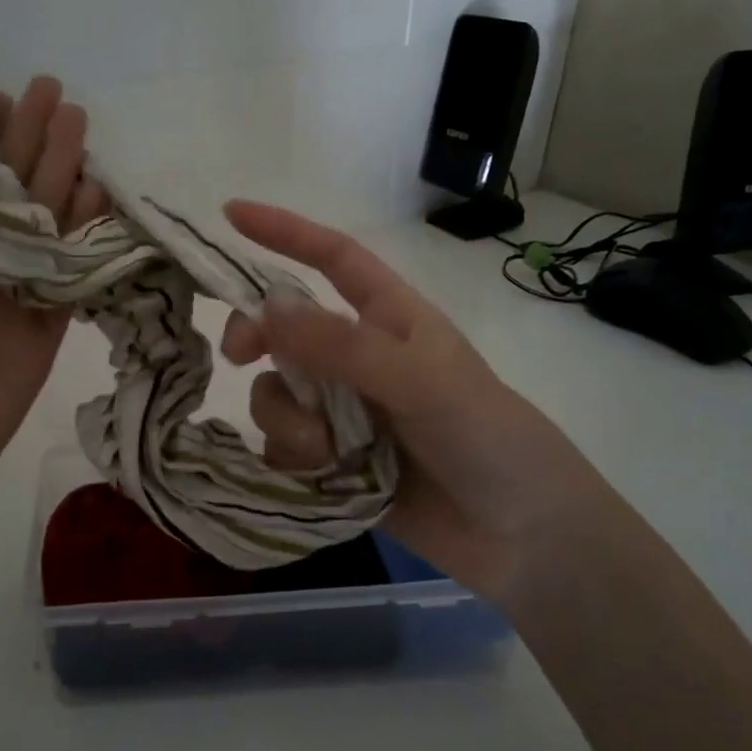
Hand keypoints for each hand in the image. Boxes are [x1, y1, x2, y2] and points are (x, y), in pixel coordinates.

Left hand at [0, 77, 107, 531]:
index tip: (0, 96)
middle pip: (6, 193)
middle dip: (31, 145)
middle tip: (58, 97)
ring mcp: (5, 299)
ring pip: (42, 228)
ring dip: (63, 182)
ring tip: (83, 136)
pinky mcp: (39, 335)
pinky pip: (67, 279)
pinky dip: (85, 241)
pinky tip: (100, 202)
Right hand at [220, 202, 620, 605]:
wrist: (521, 536)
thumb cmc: (488, 438)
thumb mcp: (423, 382)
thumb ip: (343, 347)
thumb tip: (267, 308)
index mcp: (390, 319)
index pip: (332, 259)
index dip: (284, 233)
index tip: (230, 214)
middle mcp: (359, 360)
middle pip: (284, 330)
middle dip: (257, 338)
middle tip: (237, 358)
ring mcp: (344, 413)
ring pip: (279, 395)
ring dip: (287, 420)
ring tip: (327, 451)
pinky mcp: (334, 464)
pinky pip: (283, 449)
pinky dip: (293, 460)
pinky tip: (326, 478)